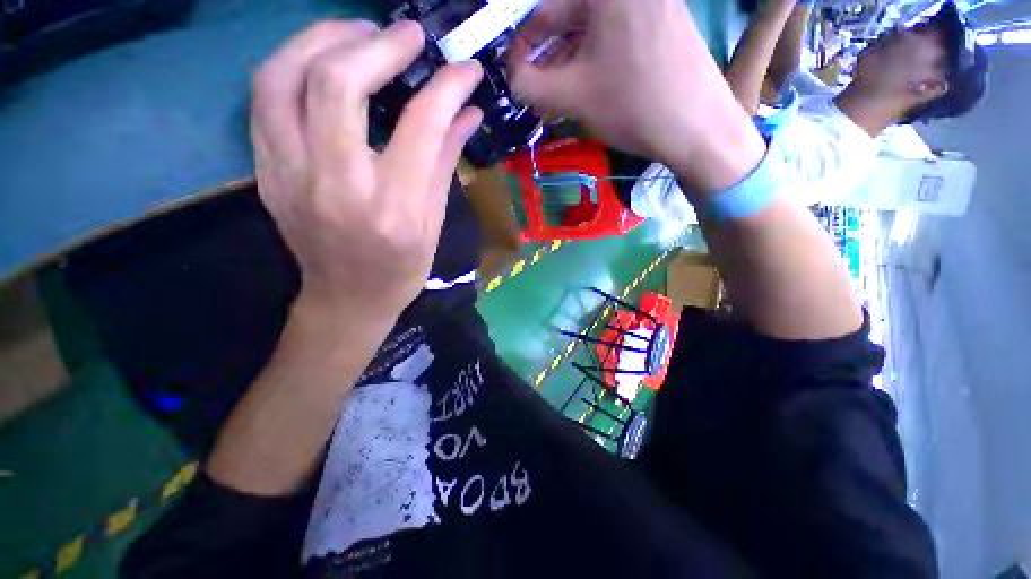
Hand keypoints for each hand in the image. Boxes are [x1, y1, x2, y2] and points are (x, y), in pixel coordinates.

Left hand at [251, 20, 483, 316]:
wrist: (347, 297)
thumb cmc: (401, 268)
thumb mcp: (434, 222)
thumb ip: (445, 160)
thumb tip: (468, 113)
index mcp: (393, 208)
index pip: (420, 125)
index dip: (446, 87)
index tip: (464, 69)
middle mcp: (337, 185)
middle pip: (337, 84)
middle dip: (376, 44)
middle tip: (407, 35)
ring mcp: (289, 176)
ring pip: (283, 77)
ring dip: (322, 39)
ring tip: (359, 33)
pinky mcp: (266, 171)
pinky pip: (265, 98)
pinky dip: (294, 64)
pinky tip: (323, 62)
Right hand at [510, 0, 764, 192]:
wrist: (699, 129)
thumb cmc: (633, 106)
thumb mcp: (571, 96)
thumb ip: (529, 84)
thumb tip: (514, 78)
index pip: (545, 11)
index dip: (522, 47)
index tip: (515, 77)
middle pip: (570, 18)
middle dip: (547, 59)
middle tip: (536, 92)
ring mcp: (651, 3)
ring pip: (592, 31)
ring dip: (568, 64)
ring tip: (556, 99)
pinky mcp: (663, 23)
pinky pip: (614, 38)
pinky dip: (593, 62)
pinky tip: (585, 89)